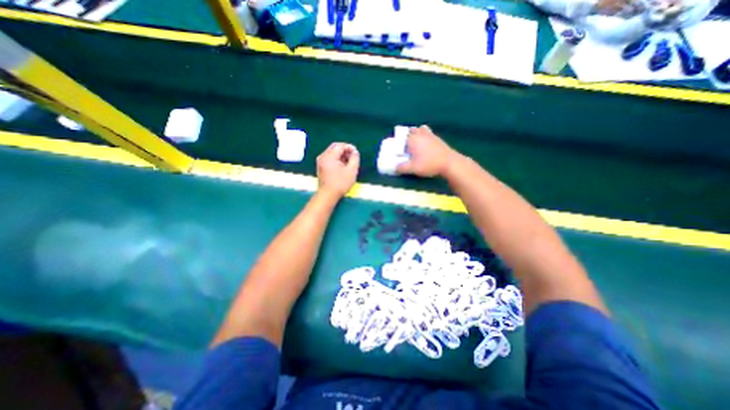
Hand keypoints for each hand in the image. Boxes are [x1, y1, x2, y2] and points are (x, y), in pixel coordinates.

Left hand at [317, 142, 358, 197]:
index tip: (356, 153)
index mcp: (329, 156)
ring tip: (349, 162)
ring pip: (332, 152)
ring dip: (341, 154)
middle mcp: (323, 156)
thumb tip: (355, 152)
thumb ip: (355, 158)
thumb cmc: (340, 183)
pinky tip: (342, 166)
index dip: (350, 147)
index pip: (340, 146)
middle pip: (335, 147)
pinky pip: (329, 158)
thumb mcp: (352, 171)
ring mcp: (320, 161)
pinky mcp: (320, 167)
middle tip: (353, 156)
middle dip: (345, 150)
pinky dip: (336, 159)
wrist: (328, 195)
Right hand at [396, 125, 453, 175]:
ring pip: (420, 129)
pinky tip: (426, 144)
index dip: (398, 142)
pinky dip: (425, 135)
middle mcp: (420, 134)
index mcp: (412, 140)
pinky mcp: (437, 138)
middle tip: (406, 146)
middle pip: (411, 130)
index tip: (398, 149)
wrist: (449, 162)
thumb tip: (395, 168)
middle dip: (407, 136)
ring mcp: (430, 135)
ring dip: (416, 133)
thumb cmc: (429, 164)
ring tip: (415, 142)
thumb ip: (402, 168)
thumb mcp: (413, 168)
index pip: (401, 137)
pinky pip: (428, 132)